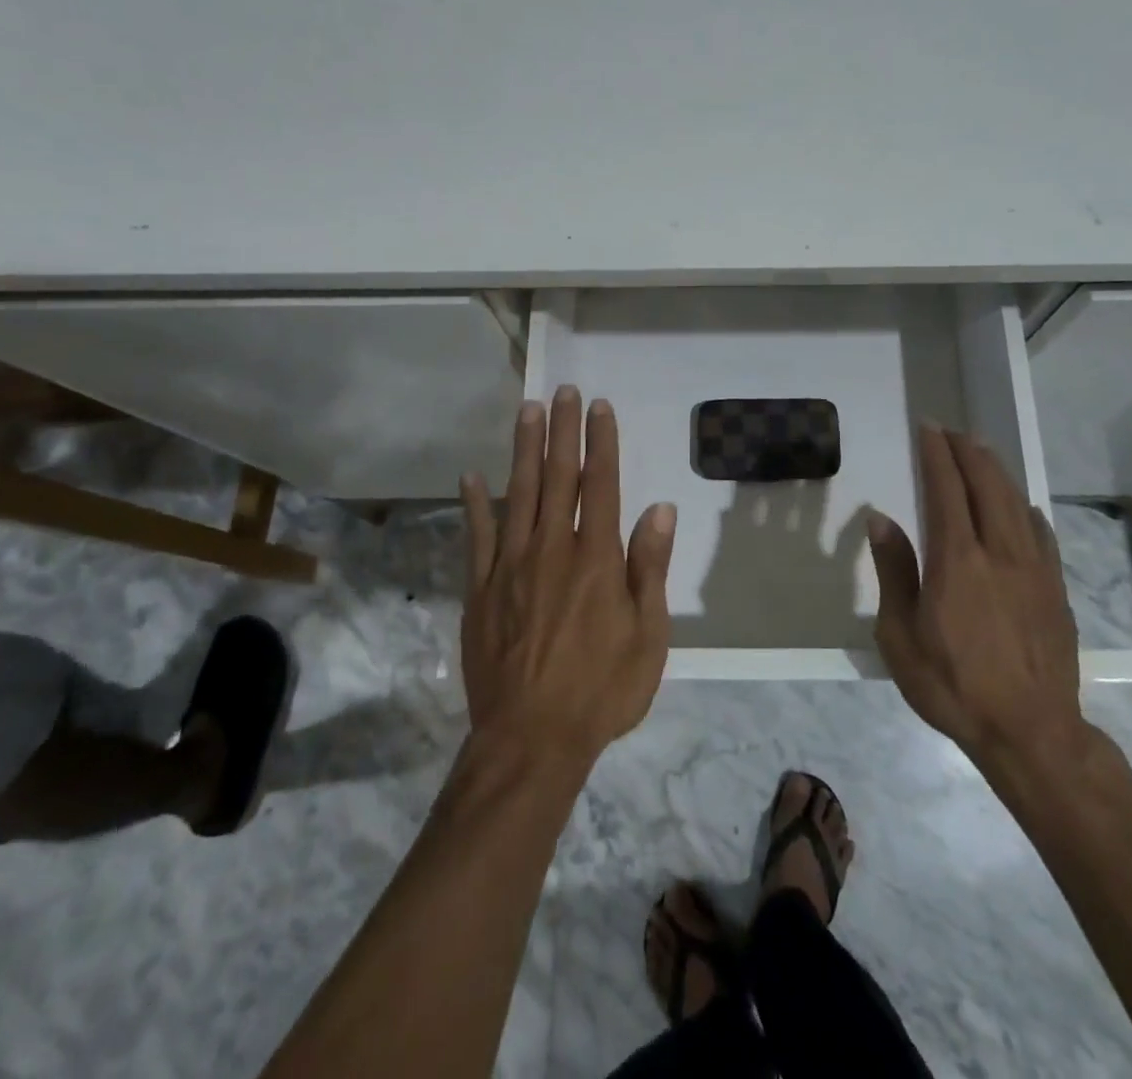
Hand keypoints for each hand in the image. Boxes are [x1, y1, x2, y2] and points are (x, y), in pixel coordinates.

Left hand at [459, 388, 677, 769]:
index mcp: (596, 559)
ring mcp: (511, 567)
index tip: (599, 406)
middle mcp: (552, 550)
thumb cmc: (602, 690)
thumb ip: (650, 568)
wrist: (531, 740)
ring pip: (518, 494)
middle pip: (558, 477)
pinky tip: (471, 476)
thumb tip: (659, 509)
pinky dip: (475, 504)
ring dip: (524, 450)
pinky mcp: (481, 590)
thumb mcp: (648, 636)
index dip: (601, 442)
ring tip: (528, 410)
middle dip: (563, 431)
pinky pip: (477, 537)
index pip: (601, 485)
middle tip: (563, 391)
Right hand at [869, 425, 1085, 769]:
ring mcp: (1034, 569)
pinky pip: (1041, 533)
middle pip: (986, 485)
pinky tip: (1020, 506)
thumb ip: (894, 571)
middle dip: (968, 451)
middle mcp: (999, 552)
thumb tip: (881, 518)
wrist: (1031, 732)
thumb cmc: (953, 685)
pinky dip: (1025, 508)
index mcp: (957, 560)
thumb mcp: (900, 636)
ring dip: (996, 471)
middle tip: (951, 432)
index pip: (946, 490)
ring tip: (981, 451)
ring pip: (1016, 503)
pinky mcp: (1055, 589)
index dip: (936, 455)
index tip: (927, 428)